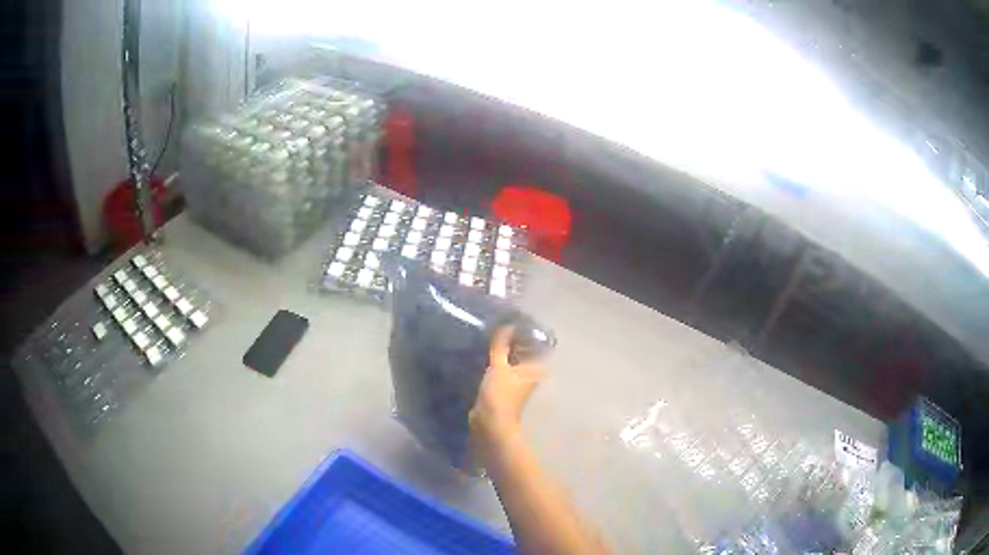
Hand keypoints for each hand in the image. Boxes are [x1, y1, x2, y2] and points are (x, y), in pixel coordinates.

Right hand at [469, 327, 544, 451]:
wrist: (490, 423)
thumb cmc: (499, 394)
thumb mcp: (499, 366)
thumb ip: (501, 345)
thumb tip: (507, 324)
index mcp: (535, 368)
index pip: (538, 345)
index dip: (529, 332)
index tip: (517, 319)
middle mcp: (530, 374)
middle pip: (526, 352)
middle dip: (516, 340)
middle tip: (501, 325)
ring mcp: (518, 382)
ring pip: (514, 361)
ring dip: (506, 351)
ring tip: (493, 335)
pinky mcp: (505, 388)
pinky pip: (504, 369)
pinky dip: (499, 361)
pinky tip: (487, 353)